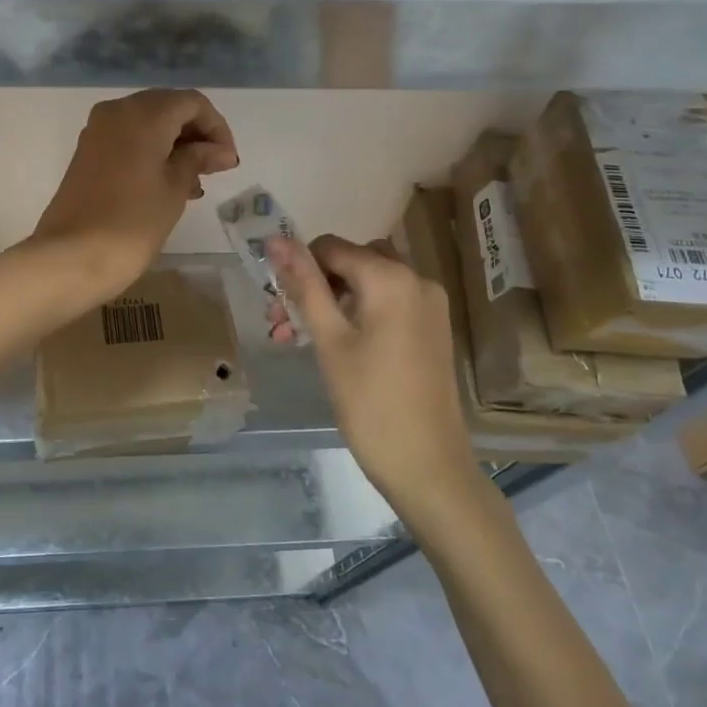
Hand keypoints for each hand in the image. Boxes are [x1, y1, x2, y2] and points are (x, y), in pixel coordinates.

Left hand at [18, 89, 238, 311]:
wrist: (71, 256)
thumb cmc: (133, 221)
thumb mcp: (175, 188)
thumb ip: (198, 159)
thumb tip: (220, 151)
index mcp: (143, 113)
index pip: (192, 103)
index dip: (216, 127)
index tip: (228, 161)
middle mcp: (118, 111)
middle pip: (168, 108)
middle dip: (195, 134)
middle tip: (215, 169)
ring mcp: (98, 131)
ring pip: (147, 124)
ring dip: (175, 145)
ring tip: (195, 184)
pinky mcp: (87, 153)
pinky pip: (128, 140)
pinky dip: (152, 153)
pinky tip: (168, 185)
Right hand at [268, 234, 479, 511]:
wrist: (428, 466)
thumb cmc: (370, 402)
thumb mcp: (329, 340)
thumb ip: (304, 285)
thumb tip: (276, 240)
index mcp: (391, 277)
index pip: (330, 247)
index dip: (298, 266)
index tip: (275, 302)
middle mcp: (416, 278)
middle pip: (351, 262)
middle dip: (313, 285)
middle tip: (282, 322)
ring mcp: (429, 304)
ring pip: (368, 283)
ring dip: (331, 300)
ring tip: (298, 338)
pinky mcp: (431, 328)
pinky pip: (387, 303)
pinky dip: (358, 313)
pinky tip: (334, 344)